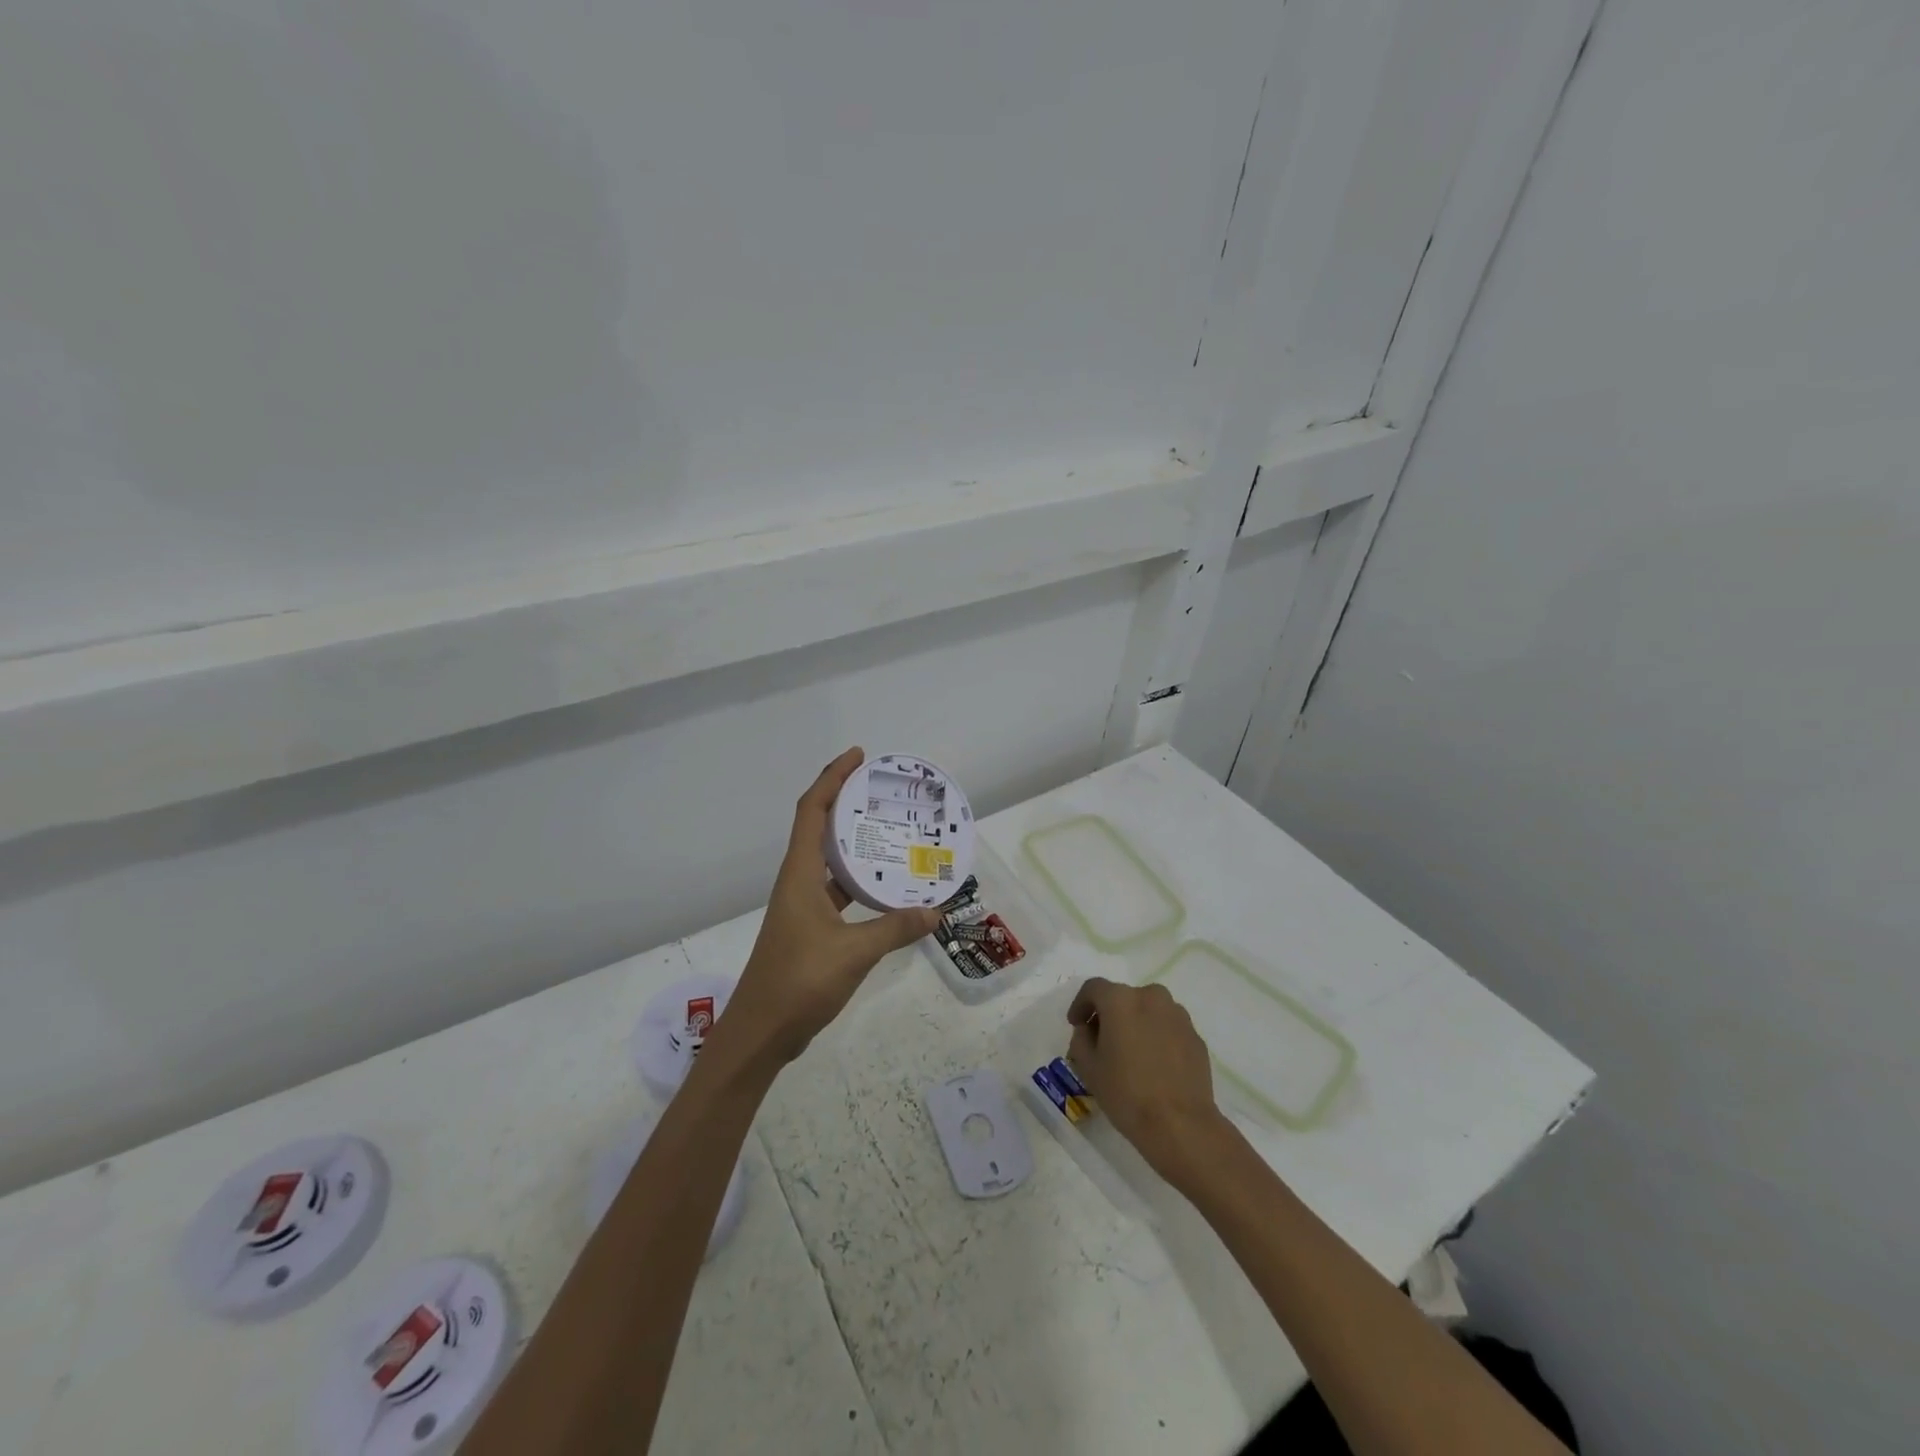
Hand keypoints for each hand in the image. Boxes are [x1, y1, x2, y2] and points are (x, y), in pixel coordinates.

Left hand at [714, 748, 941, 1071]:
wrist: (761, 1033)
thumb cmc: (799, 981)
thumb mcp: (854, 952)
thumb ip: (895, 928)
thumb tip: (935, 911)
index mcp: (800, 875)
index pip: (812, 810)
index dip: (831, 778)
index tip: (857, 756)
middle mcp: (798, 882)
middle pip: (820, 828)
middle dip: (847, 803)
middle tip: (884, 791)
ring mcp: (803, 907)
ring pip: (830, 861)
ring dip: (855, 843)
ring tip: (892, 832)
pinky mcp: (811, 929)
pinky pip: (838, 891)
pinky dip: (860, 883)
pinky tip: (888, 889)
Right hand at [1066, 977, 1227, 1186]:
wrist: (1180, 1125)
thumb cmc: (1126, 1093)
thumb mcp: (1088, 1067)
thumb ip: (1081, 1039)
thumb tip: (1090, 1030)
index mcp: (1121, 1000)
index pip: (1093, 988)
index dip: (1080, 1004)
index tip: (1076, 1024)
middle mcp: (1151, 997)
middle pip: (1123, 997)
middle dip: (1109, 1014)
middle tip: (1102, 1041)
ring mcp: (1178, 1016)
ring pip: (1148, 1010)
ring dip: (1135, 1023)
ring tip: (1131, 1053)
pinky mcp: (1195, 1036)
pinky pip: (1168, 1028)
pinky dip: (1157, 1037)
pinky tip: (1154, 1065)